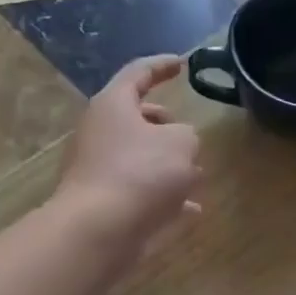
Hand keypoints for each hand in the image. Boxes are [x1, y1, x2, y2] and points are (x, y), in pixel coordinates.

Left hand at [55, 55, 201, 255]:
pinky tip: (191, 209)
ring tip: (197, 175)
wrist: (98, 230)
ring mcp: (98, 169)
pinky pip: (139, 192)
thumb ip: (187, 135)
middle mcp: (100, 132)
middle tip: (188, 134)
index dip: (163, 65)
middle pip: (136, 119)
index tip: (183, 64)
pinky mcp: (103, 202)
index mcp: (113, 105)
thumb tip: (178, 144)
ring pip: (139, 158)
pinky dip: (164, 196)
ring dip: (167, 164)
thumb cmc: (141, 173)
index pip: (138, 73)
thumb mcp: (182, 143)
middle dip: (166, 125)